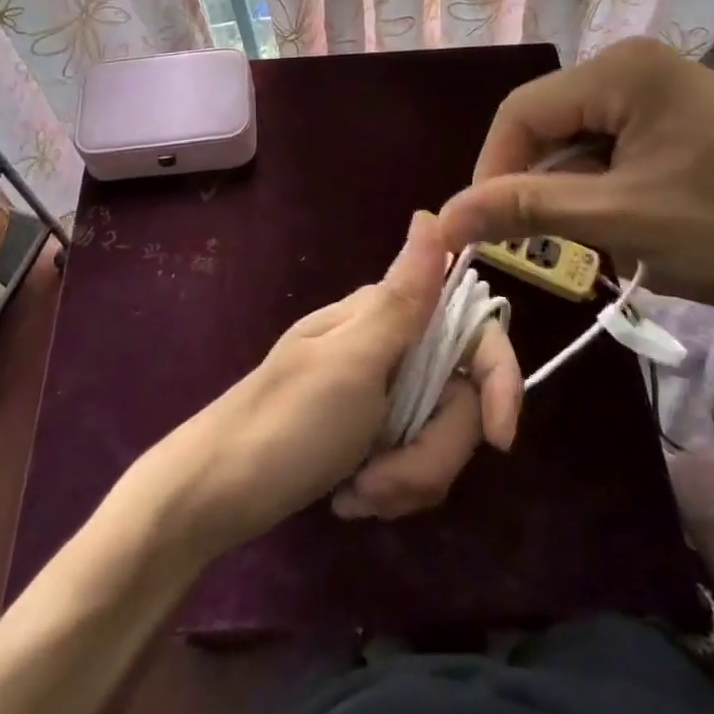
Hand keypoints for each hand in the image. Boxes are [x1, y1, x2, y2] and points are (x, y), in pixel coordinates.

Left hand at [155, 212, 521, 554]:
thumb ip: (404, 298)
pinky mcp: (366, 433)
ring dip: (406, 478)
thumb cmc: (285, 425)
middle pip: (458, 399)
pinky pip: (409, 461)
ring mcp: (378, 392)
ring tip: (357, 496)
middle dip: (430, 453)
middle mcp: (389, 346)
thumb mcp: (352, 364)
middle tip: (383, 481)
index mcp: (386, 317)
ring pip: (436, 437)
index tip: (501, 441)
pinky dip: (388, 486)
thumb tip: (433, 215)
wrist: (212, 497)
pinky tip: (351, 497)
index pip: (472, 333)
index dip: (499, 381)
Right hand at [435, 37, 713, 313]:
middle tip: (545, 243)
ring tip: (602, 237)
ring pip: (582, 137)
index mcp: (619, 68)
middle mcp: (635, 62)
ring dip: (576, 189)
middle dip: (541, 183)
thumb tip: (445, 218)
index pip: (522, 113)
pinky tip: (633, 222)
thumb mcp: (620, 218)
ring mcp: (663, 85)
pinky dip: (608, 185)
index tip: (486, 230)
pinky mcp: (682, 112)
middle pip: (551, 122)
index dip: (494, 170)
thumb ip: (526, 210)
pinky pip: (616, 143)